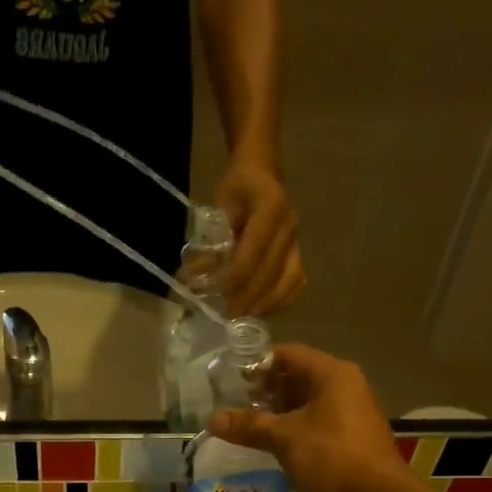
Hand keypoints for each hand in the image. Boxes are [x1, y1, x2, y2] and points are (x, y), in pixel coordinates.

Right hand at [210, 343, 411, 491]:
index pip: (289, 354)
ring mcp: (353, 412)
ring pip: (309, 403)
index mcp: (333, 374)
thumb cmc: (331, 456)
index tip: (234, 381)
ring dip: (280, 413)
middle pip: (299, 377)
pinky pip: (318, 423)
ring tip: (251, 428)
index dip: (259, 364)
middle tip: (239, 406)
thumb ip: (249, 425)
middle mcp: (346, 386)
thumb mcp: (284, 438)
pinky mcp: (353, 437)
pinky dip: (296, 429)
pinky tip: (276, 446)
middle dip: (268, 391)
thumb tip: (212, 419)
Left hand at [216, 158, 304, 316]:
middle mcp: (290, 226)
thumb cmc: (237, 189)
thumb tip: (192, 277)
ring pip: (289, 281)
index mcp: (271, 207)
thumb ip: (209, 244)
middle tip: (227, 315)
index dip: (237, 275)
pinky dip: (281, 301)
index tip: (218, 293)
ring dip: (266, 304)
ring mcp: (298, 241)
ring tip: (243, 318)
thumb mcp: (219, 209)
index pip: (255, 250)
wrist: (263, 172)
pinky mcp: (299, 253)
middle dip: (248, 297)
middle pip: (272, 271)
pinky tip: (261, 311)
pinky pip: (296, 283)